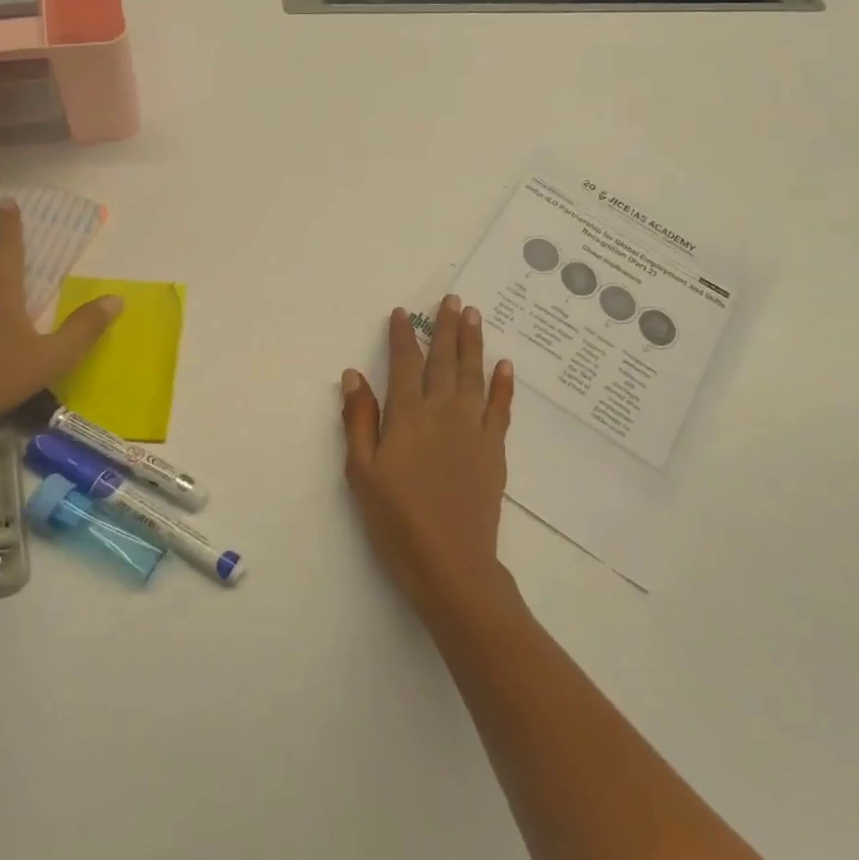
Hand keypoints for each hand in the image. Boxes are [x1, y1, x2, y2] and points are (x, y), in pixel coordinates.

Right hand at [340, 296, 514, 616]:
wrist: (450, 560)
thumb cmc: (396, 519)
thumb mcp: (362, 472)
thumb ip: (359, 420)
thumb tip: (353, 374)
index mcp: (407, 415)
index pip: (404, 364)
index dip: (402, 336)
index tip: (403, 312)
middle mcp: (443, 411)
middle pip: (444, 360)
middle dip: (446, 327)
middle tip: (452, 299)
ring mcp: (473, 427)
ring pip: (473, 374)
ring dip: (473, 342)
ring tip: (474, 315)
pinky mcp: (495, 447)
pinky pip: (501, 406)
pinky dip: (503, 384)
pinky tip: (505, 364)